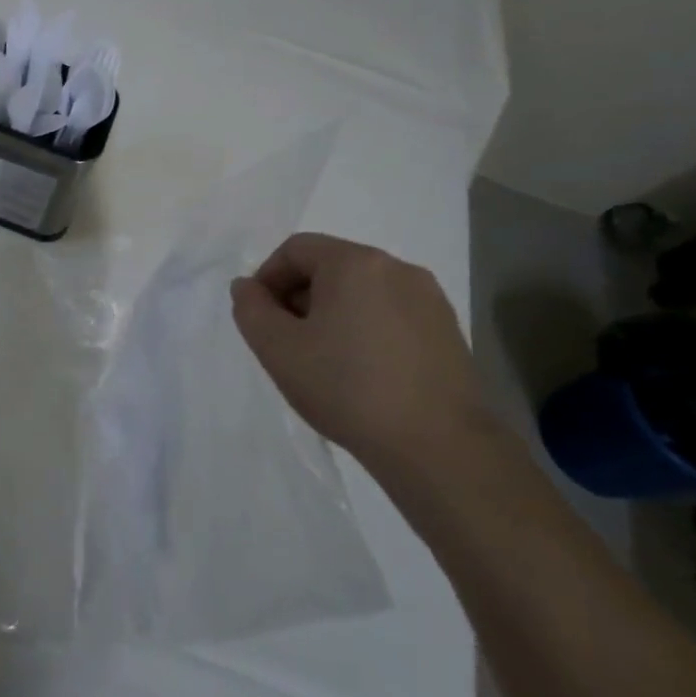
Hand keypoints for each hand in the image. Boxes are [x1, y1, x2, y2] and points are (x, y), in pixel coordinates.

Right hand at [231, 234, 488, 478]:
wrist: (438, 447)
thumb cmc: (347, 388)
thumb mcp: (277, 349)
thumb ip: (251, 309)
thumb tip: (247, 286)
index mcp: (355, 263)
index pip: (296, 249)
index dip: (267, 278)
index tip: (261, 318)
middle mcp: (397, 268)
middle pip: (330, 267)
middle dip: (299, 297)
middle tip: (287, 341)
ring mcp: (429, 299)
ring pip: (362, 292)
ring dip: (333, 314)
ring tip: (323, 360)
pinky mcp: (448, 331)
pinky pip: (392, 314)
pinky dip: (366, 329)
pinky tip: (362, 372)